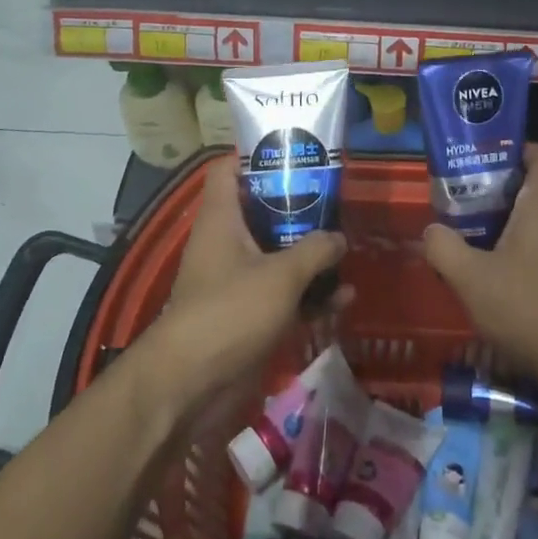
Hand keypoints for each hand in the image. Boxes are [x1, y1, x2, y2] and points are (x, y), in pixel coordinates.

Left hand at [142, 156, 346, 420]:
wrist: (190, 386)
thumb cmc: (229, 311)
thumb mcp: (281, 275)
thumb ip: (314, 250)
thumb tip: (338, 237)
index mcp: (222, 219)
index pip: (228, 170)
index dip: (255, 155)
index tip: (292, 153)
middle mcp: (226, 243)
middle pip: (261, 211)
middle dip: (297, 208)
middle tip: (334, 200)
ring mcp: (236, 281)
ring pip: (277, 255)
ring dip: (310, 256)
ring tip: (347, 250)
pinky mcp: (247, 316)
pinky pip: (283, 296)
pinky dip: (309, 296)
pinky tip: (343, 299)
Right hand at [422, 143, 537, 401]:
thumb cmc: (531, 310)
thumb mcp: (471, 279)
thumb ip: (444, 247)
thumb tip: (432, 230)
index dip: (517, 150)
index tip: (484, 163)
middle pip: (535, 188)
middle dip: (497, 193)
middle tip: (462, 205)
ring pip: (537, 223)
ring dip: (504, 227)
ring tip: (469, 243)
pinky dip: (519, 255)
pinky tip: (494, 282)